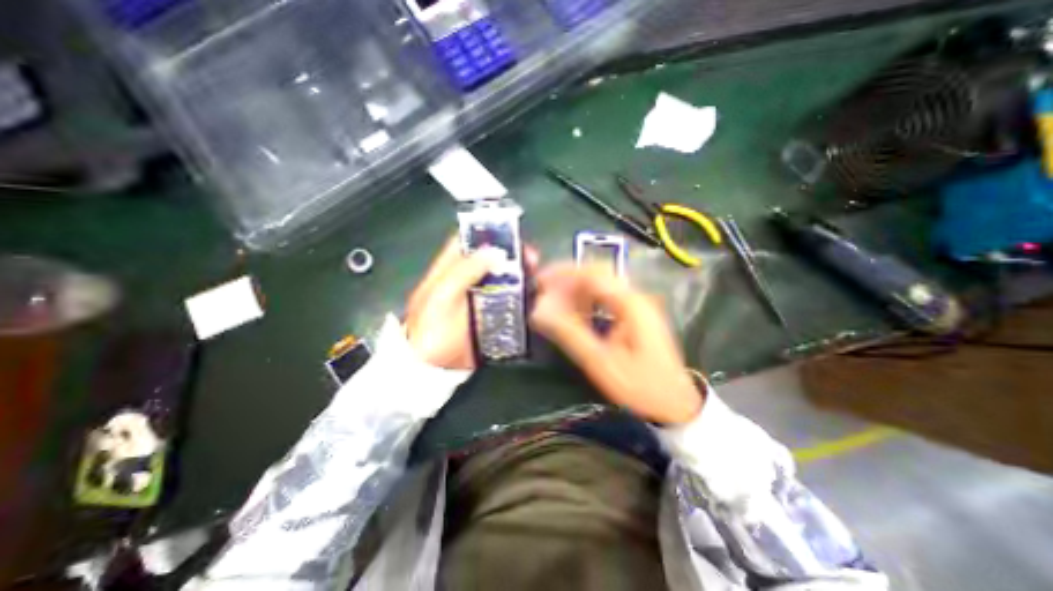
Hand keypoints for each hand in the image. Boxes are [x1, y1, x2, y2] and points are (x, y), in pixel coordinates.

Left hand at [405, 235, 534, 369]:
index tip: (510, 234)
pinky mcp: (490, 316)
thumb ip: (464, 271)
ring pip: (502, 279)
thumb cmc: (431, 330)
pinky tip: (533, 294)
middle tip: (531, 257)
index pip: (466, 242)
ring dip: (519, 274)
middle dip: (511, 256)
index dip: (486, 235)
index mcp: (447, 271)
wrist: (431, 370)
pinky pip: (508, 301)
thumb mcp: (441, 296)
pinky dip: (521, 296)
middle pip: (489, 260)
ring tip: (536, 273)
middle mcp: (465, 281)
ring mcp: (479, 299)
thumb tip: (494, 250)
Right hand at [531, 263, 702, 424]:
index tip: (540, 281)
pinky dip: (586, 301)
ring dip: (575, 290)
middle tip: (544, 289)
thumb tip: (540, 312)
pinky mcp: (635, 316)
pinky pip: (605, 299)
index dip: (563, 274)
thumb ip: (569, 333)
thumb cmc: (640, 386)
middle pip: (596, 275)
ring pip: (600, 286)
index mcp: (631, 304)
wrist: (675, 405)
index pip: (592, 274)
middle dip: (567, 279)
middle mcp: (635, 298)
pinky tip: (574, 312)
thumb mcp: (601, 362)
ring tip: (554, 302)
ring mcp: (637, 306)